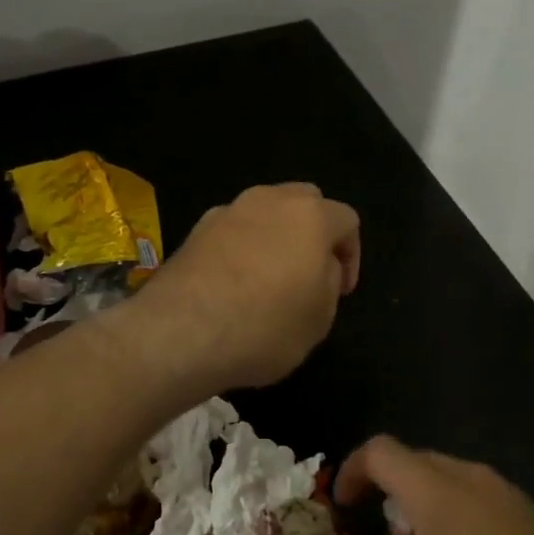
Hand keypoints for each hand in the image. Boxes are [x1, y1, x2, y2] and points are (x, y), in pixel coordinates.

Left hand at [128, 183, 360, 392]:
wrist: (181, 334)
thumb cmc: (265, 327)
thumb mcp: (320, 318)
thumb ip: (329, 282)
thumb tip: (319, 267)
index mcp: (310, 216)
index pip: (346, 220)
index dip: (352, 255)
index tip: (342, 290)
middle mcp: (269, 201)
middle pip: (305, 202)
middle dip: (315, 232)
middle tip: (311, 272)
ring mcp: (228, 211)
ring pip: (265, 211)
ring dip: (277, 236)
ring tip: (271, 277)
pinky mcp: (195, 230)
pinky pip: (233, 230)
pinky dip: (242, 247)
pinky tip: (235, 283)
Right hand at [299, 436, 533, 534]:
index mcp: (435, 489)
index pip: (379, 450)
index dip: (350, 472)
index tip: (342, 511)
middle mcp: (469, 475)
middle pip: (410, 462)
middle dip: (385, 497)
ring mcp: (503, 491)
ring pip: (443, 479)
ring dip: (418, 508)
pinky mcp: (526, 512)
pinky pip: (473, 495)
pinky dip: (451, 515)